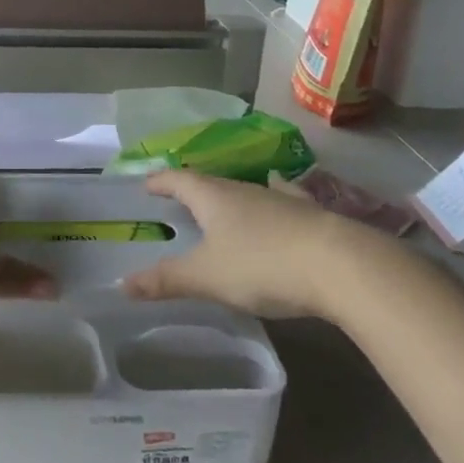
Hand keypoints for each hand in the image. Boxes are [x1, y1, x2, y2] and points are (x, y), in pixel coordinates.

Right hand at [121, 169, 373, 318]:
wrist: (341, 266)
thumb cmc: (263, 265)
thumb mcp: (207, 277)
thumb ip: (166, 280)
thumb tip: (122, 283)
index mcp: (212, 197)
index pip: (177, 179)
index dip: (159, 182)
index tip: (145, 185)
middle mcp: (243, 188)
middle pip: (210, 183)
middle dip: (192, 191)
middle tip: (178, 203)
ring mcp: (279, 198)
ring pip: (245, 191)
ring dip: (229, 199)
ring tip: (221, 208)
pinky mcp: (309, 213)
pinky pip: (282, 199)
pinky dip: (272, 200)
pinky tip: (279, 197)